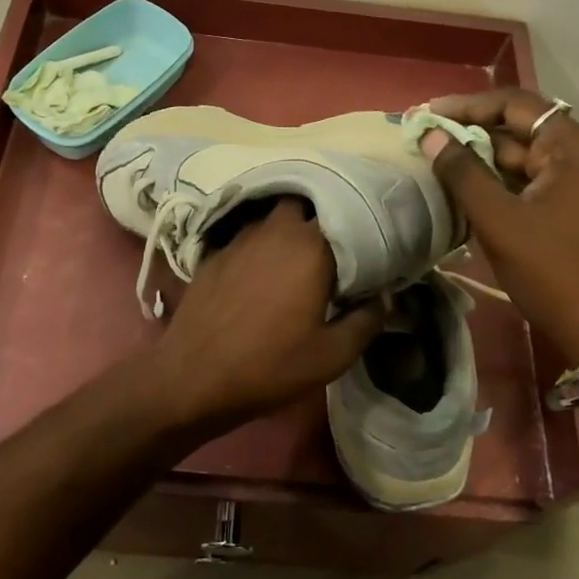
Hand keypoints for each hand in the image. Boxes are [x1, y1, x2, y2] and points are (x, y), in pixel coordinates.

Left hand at [150, 199, 384, 430]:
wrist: (193, 376)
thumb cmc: (269, 366)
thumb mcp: (331, 356)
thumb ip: (366, 321)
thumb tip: (386, 297)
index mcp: (311, 248)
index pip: (345, 214)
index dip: (359, 225)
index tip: (370, 242)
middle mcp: (276, 230)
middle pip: (304, 202)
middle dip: (320, 215)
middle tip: (334, 242)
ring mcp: (241, 238)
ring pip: (273, 215)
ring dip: (288, 226)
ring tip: (300, 251)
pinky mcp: (216, 252)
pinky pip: (247, 234)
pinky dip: (261, 242)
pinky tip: (262, 266)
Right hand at [421, 88, 578, 366]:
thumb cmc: (554, 272)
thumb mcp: (500, 222)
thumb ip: (462, 173)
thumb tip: (430, 136)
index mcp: (574, 147)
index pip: (515, 105)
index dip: (467, 106)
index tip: (427, 115)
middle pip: (521, 129)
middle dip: (472, 133)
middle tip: (427, 140)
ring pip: (526, 158)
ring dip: (485, 160)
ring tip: (440, 164)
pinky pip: (535, 181)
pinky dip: (503, 182)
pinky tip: (471, 191)